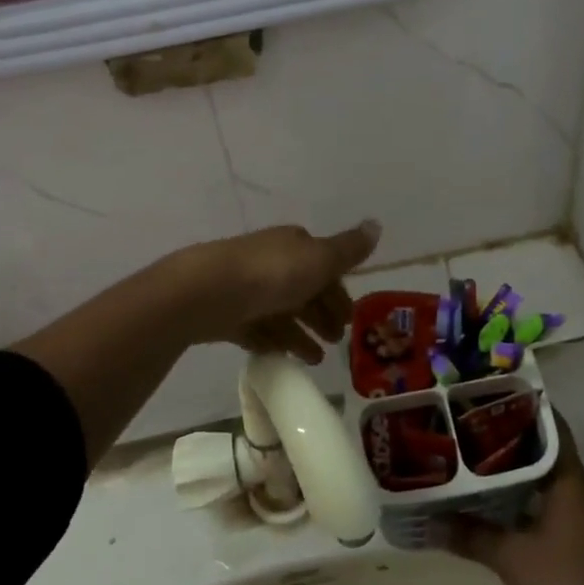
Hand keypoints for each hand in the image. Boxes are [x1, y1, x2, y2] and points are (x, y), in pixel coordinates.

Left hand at [173, 221, 381, 362]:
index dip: (339, 292)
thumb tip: (376, 224)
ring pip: (281, 313)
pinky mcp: (227, 314)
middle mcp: (271, 262)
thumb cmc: (272, 274)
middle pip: (303, 290)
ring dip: (300, 335)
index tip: (351, 319)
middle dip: (321, 314)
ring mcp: (247, 288)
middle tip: (336, 342)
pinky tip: (283, 358)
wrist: (207, 292)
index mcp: (294, 245)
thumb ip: (349, 249)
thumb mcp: (320, 259)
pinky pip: (257, 329)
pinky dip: (273, 342)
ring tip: (314, 360)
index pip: (324, 267)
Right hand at [446, 415, 583, 584]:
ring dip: (528, 474)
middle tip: (481, 431)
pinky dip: (537, 499)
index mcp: (573, 484)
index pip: (554, 431)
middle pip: (554, 454)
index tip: (499, 399)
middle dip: (519, 443)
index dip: (529, 412)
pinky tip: (508, 507)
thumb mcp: (509, 557)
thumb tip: (430, 524)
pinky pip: (562, 505)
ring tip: (487, 465)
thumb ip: (470, 535)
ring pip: (557, 482)